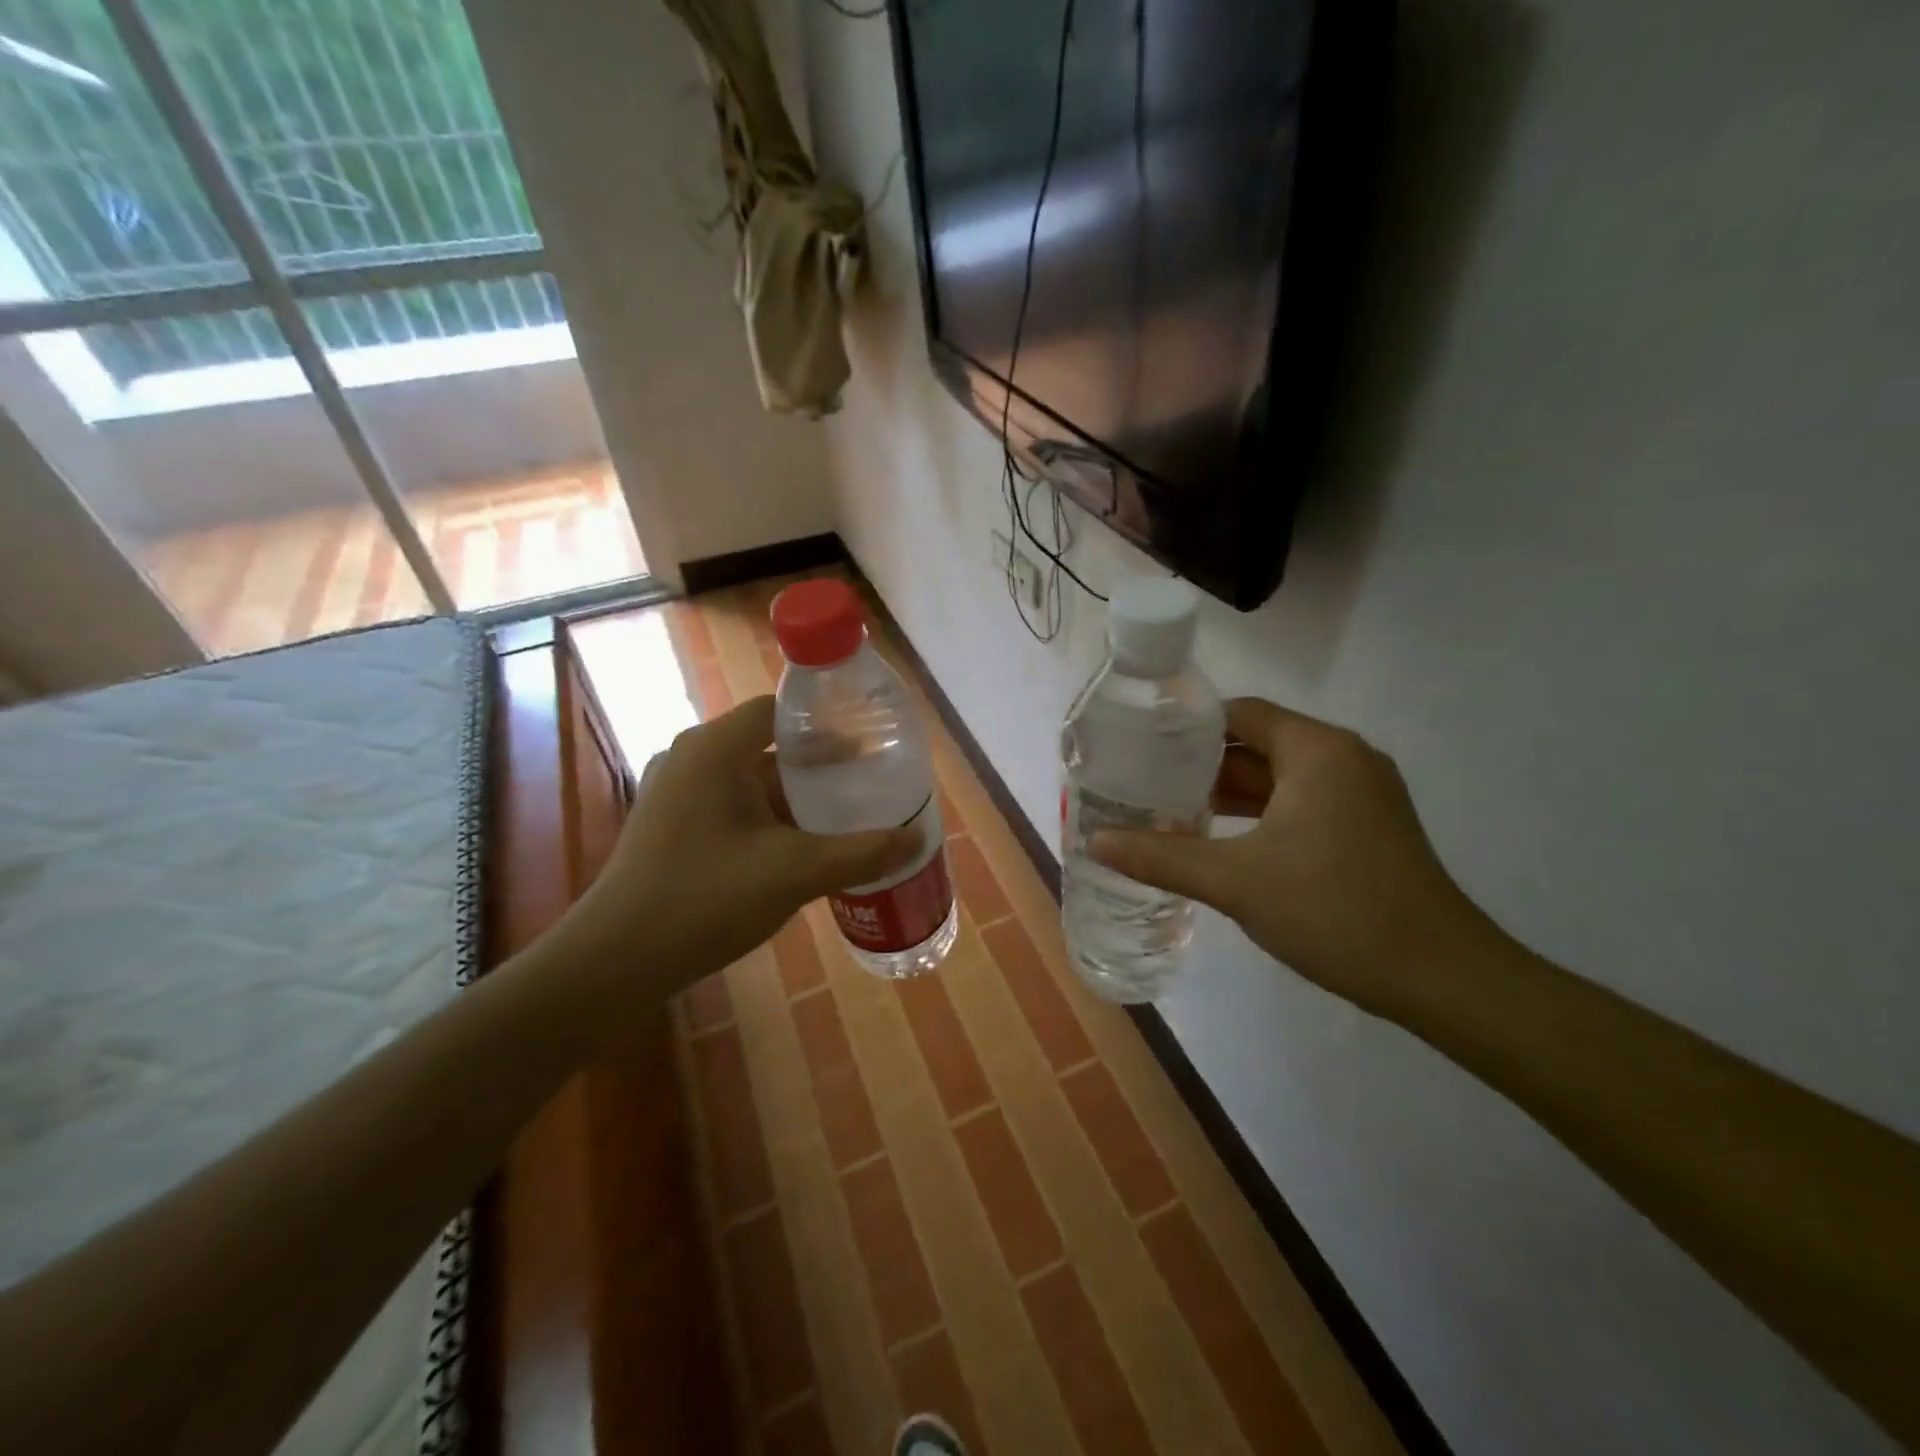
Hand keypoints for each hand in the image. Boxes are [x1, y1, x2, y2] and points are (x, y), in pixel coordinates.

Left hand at [569, 696, 921, 1004]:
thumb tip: (917, 839)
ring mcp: (677, 794)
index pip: (779, 710)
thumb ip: (861, 853)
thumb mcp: (794, 873)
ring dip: (796, 798)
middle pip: (769, 745)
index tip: (869, 742)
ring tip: (846, 817)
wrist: (614, 963)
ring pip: (751, 781)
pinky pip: (733, 808)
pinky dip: (769, 819)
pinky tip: (802, 849)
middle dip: (820, 766)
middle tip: (869, 783)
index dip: (826, 722)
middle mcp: (692, 759)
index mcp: (715, 749)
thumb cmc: (704, 899)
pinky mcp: (672, 827)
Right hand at [1090, 698, 1486, 1016]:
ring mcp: (1361, 794)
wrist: (1440, 977)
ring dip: (1228, 792)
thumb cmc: (1335, 910)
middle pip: (1257, 743)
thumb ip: (1162, 856)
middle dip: (1200, 763)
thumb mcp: (1235, 881)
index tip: (1140, 745)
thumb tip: (1096, 842)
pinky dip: (1258, 815)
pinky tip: (1218, 840)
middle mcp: (1343, 758)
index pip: (1239, 713)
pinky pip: (1299, 804)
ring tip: (1168, 809)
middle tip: (1143, 780)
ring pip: (1279, 778)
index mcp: (1317, 750)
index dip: (1186, 725)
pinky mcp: (1366, 828)